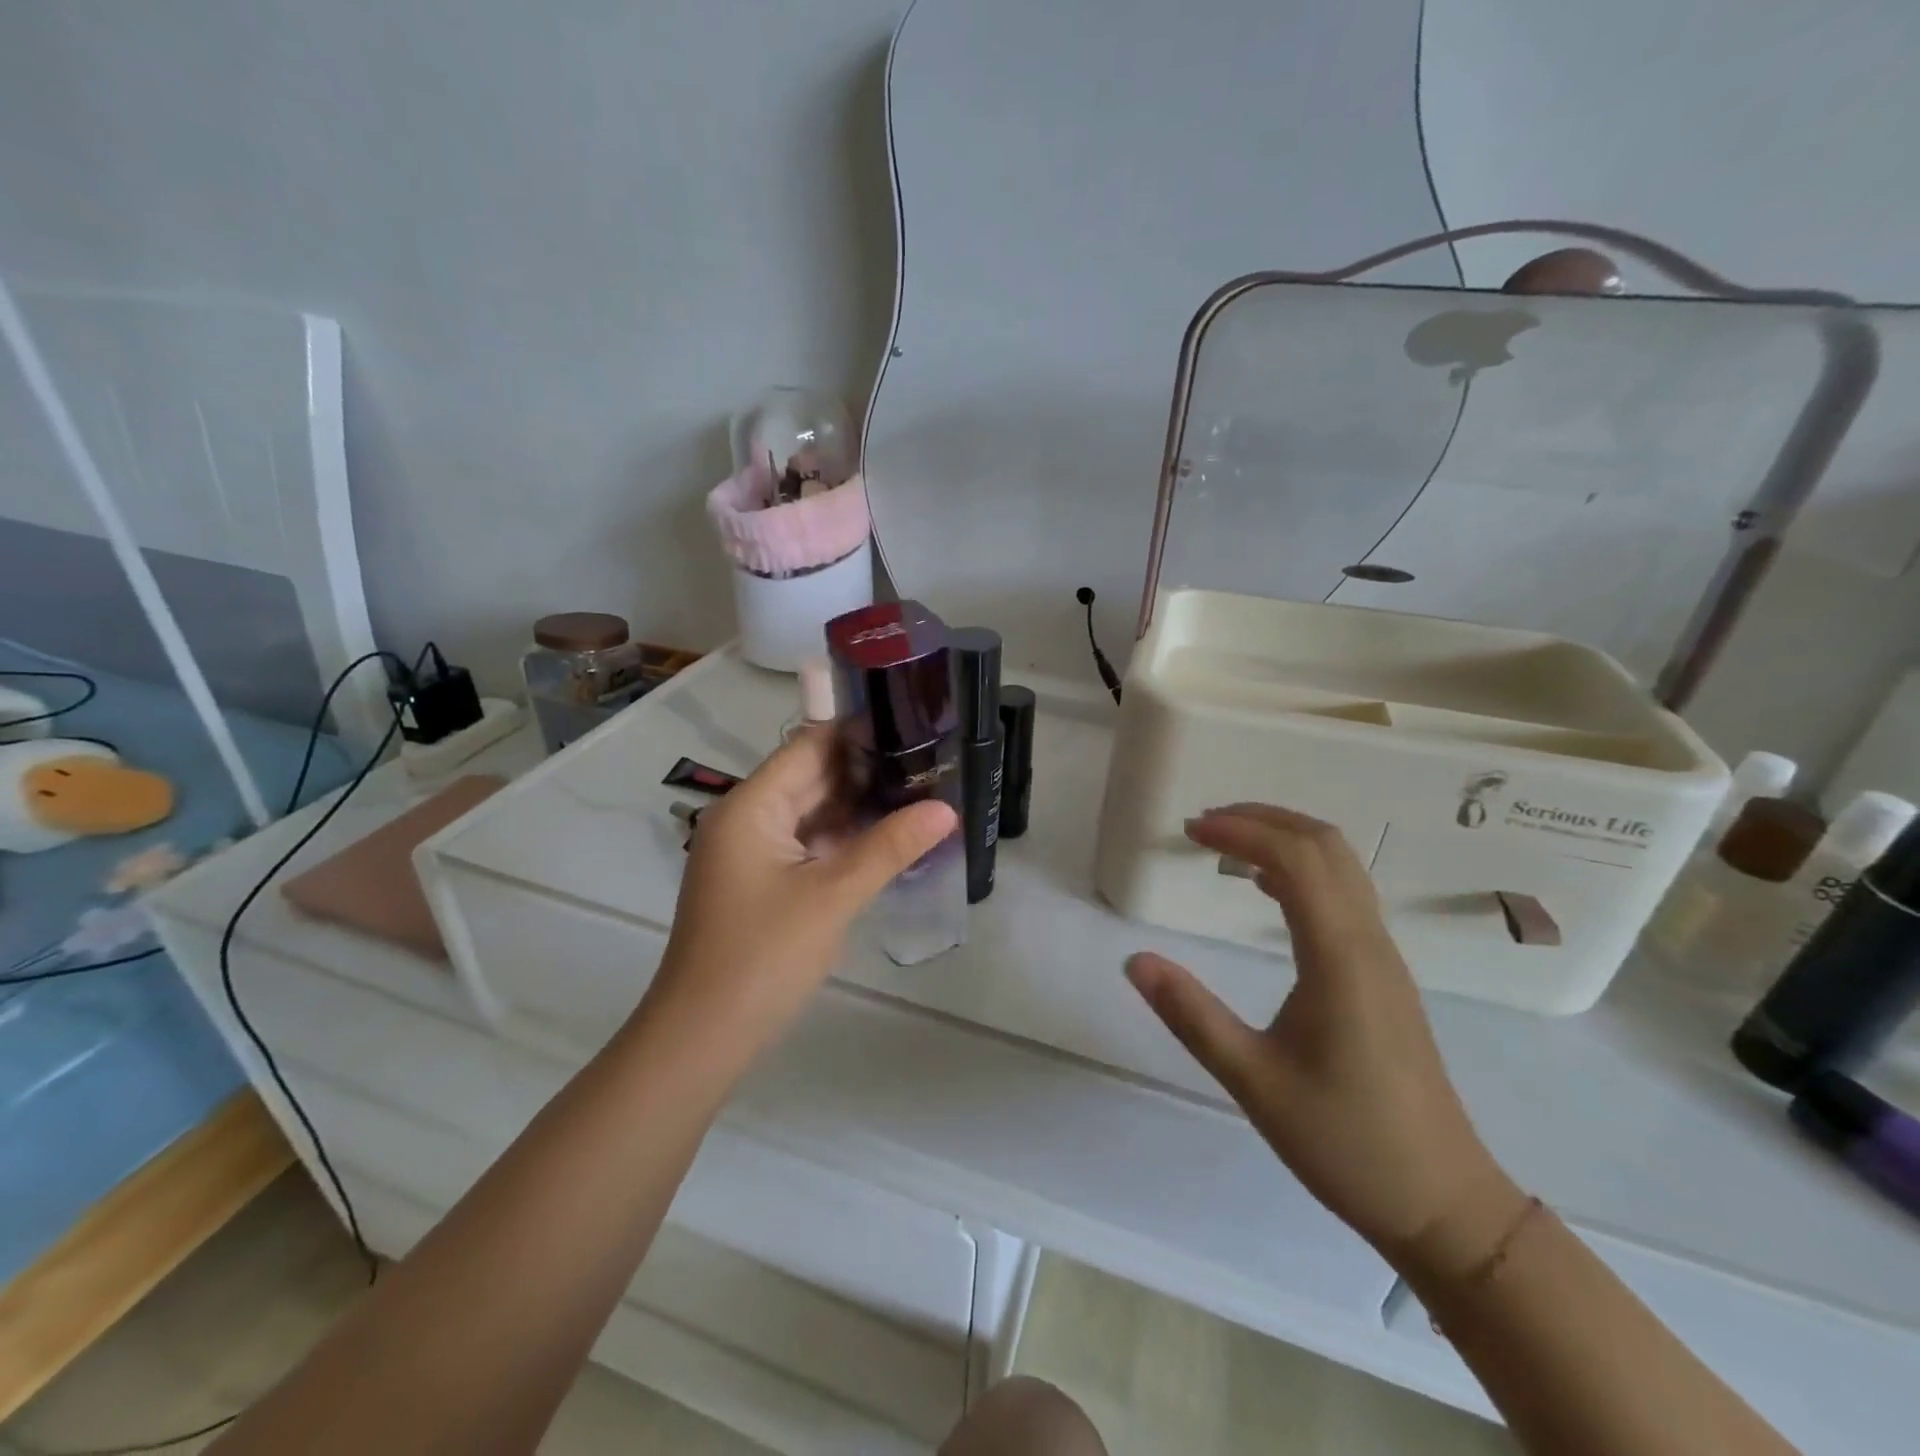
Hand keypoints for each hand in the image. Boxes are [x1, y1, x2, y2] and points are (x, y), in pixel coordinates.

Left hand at [643, 728, 955, 1054]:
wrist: (703, 1038)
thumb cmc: (764, 957)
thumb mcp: (833, 896)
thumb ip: (890, 847)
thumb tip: (946, 808)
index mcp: (751, 807)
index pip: (808, 747)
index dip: (858, 734)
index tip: (912, 727)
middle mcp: (746, 819)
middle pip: (811, 778)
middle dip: (866, 770)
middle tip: (928, 762)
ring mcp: (751, 853)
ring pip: (811, 813)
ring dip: (857, 807)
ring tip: (918, 793)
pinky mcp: (760, 882)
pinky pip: (806, 845)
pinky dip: (841, 839)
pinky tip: (885, 838)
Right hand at [1125, 804, 1512, 1256]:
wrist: (1443, 1203)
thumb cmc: (1345, 1143)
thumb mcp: (1252, 1081)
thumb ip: (1190, 1015)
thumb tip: (1134, 960)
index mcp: (1339, 958)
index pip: (1296, 860)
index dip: (1242, 830)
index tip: (1190, 829)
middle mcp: (1369, 943)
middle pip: (1325, 845)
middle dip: (1263, 819)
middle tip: (1203, 825)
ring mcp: (1384, 957)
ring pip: (1342, 865)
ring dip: (1284, 838)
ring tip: (1226, 844)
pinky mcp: (1384, 975)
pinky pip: (1346, 894)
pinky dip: (1302, 868)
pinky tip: (1266, 890)